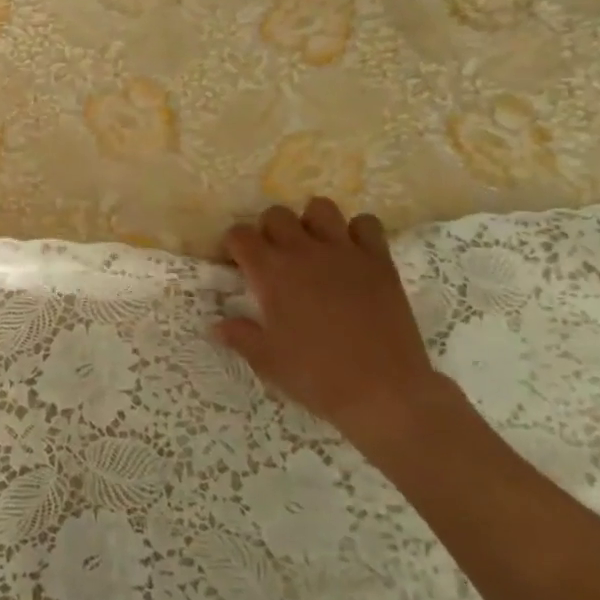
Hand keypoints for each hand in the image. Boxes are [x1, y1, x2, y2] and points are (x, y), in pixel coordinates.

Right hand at [214, 199, 451, 440]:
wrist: (384, 392)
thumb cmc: (316, 376)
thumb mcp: (267, 361)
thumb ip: (239, 336)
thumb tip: (216, 326)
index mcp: (271, 272)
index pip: (240, 234)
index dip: (234, 245)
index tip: (237, 263)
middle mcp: (303, 251)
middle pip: (276, 215)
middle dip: (269, 230)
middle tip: (274, 258)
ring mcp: (344, 251)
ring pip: (320, 208)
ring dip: (311, 223)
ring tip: (313, 248)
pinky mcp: (379, 260)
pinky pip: (367, 224)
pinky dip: (357, 233)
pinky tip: (352, 255)